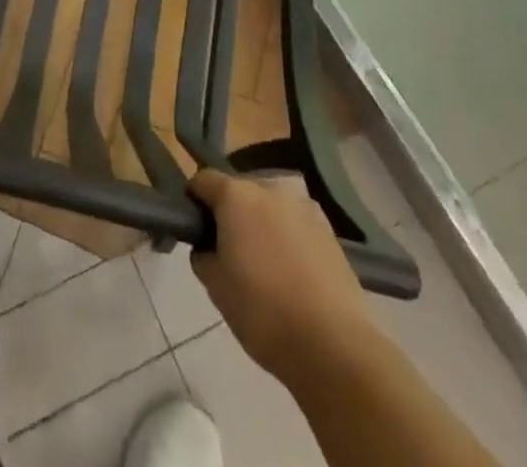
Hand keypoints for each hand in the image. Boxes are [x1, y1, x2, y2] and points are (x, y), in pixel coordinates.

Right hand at [189, 170, 373, 383]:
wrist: (333, 346)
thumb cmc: (262, 311)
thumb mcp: (214, 286)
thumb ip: (203, 254)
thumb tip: (208, 245)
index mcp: (236, 195)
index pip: (203, 180)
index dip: (194, 201)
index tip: (195, 229)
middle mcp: (270, 189)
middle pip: (239, 191)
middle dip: (231, 213)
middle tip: (230, 251)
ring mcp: (304, 208)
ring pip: (271, 207)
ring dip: (262, 223)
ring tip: (265, 264)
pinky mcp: (330, 232)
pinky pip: (297, 225)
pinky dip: (289, 238)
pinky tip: (292, 273)